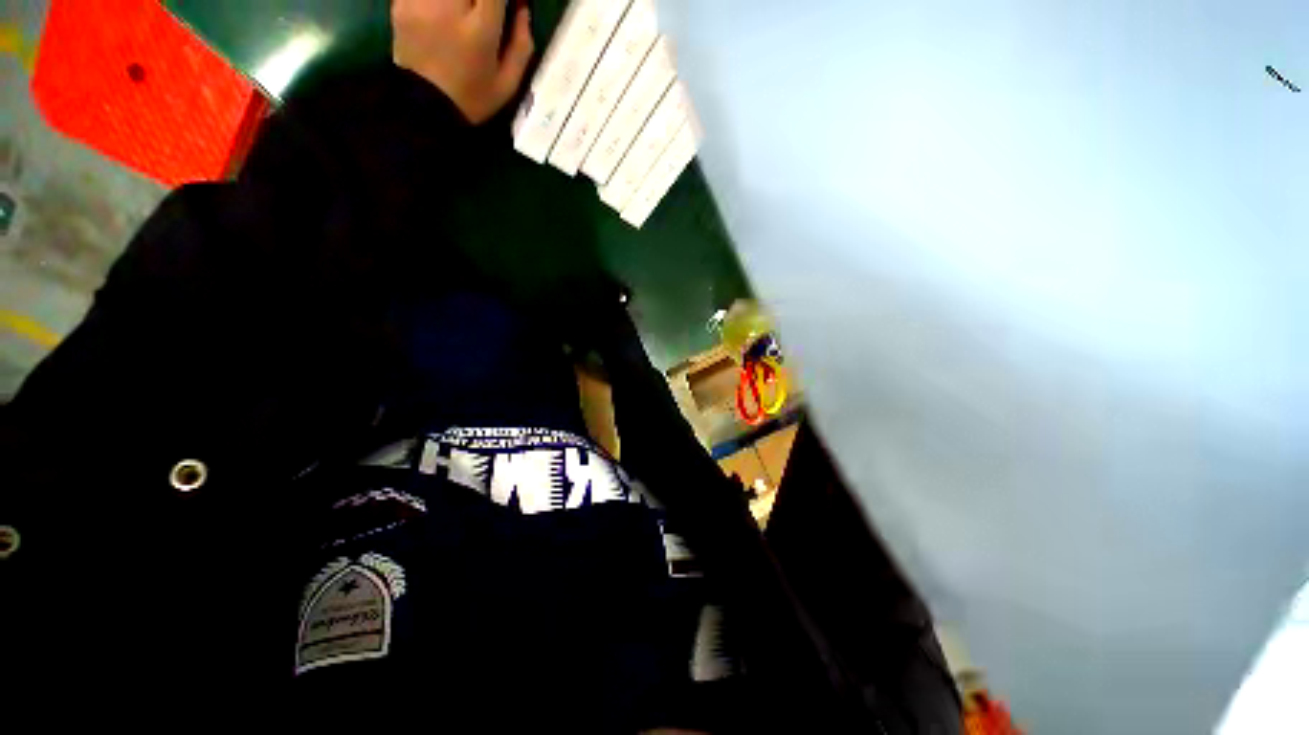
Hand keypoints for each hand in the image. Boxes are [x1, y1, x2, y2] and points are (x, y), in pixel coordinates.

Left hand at [392, 0, 534, 123]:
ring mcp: (421, 1)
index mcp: (480, 30)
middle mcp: (449, 8)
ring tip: (464, 14)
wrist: (424, 107)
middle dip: (481, 0)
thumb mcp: (508, 84)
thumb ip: (521, 44)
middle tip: (483, 11)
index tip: (508, 5)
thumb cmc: (473, 98)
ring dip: (462, 2)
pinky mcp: (401, 1)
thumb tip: (522, 6)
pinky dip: (438, 3)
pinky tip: (443, 14)